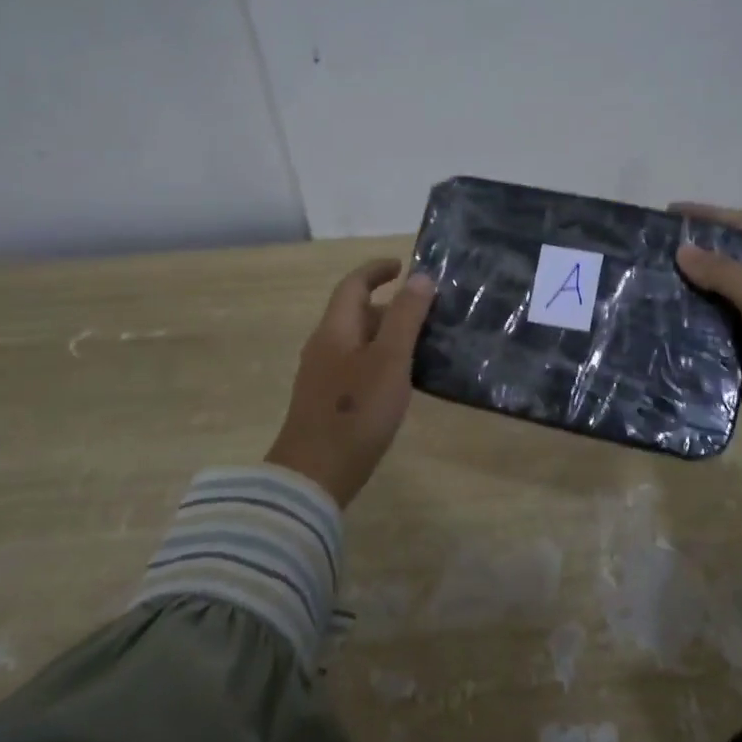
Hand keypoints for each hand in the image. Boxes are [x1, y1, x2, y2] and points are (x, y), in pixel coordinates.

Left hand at [264, 259, 435, 506]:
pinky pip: (356, 366)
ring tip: (422, 346)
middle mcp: (323, 347)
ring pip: (357, 342)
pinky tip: (401, 383)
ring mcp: (322, 376)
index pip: (353, 285)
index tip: (404, 266)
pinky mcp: (326, 402)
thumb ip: (406, 316)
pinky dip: (380, 361)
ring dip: (387, 335)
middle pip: (355, 313)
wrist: (313, 475)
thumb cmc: (355, 412)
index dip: (376, 270)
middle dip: (389, 306)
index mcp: (335, 330)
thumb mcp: (390, 359)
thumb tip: (420, 277)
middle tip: (427, 314)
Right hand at [672, 204, 741, 453]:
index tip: (670, 212)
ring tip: (643, 288)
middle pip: (725, 267)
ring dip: (684, 297)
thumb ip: (725, 274)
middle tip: (647, 254)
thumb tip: (683, 251)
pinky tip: (655, 328)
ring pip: (713, 305)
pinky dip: (687, 334)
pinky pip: (710, 340)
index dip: (710, 218)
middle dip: (690, 259)